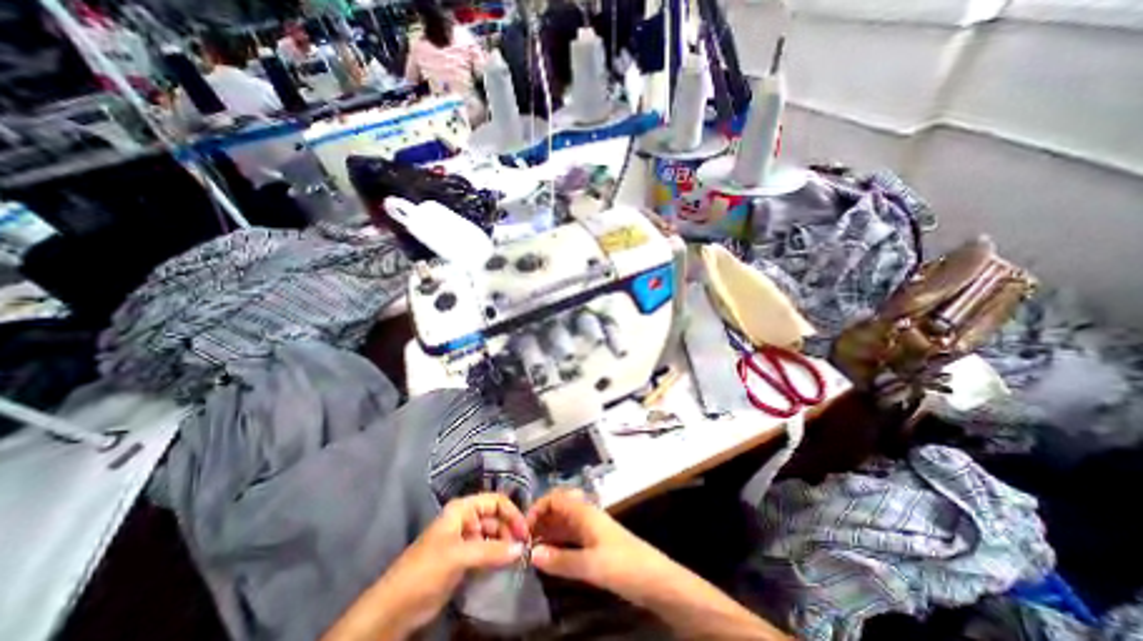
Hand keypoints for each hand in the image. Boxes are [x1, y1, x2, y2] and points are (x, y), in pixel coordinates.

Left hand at [324, 493, 529, 637]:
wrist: (394, 609)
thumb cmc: (425, 571)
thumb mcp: (459, 557)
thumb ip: (491, 551)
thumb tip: (522, 548)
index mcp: (462, 509)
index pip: (495, 501)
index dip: (512, 513)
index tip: (525, 531)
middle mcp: (465, 519)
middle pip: (495, 517)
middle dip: (510, 530)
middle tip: (524, 548)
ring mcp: (464, 539)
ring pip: (492, 535)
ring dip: (505, 544)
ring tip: (516, 558)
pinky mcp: (463, 559)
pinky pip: (486, 551)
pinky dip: (497, 556)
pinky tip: (505, 564)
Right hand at [529, 488, 677, 602]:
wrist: (654, 579)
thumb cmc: (623, 565)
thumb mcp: (590, 565)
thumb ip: (560, 560)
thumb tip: (531, 554)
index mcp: (584, 512)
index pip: (556, 498)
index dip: (538, 508)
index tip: (523, 528)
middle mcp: (585, 515)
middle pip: (558, 509)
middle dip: (540, 521)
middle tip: (523, 542)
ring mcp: (591, 529)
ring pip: (563, 524)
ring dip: (547, 532)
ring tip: (530, 551)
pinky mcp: (595, 543)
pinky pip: (570, 537)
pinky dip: (557, 542)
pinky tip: (549, 556)